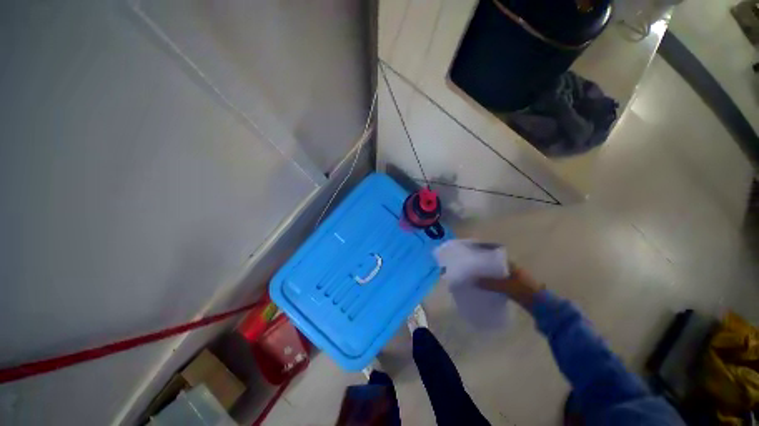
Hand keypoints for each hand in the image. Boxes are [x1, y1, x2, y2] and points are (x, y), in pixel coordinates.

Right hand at [477, 263, 544, 309]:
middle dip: (486, 269)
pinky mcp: (515, 289)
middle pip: (496, 268)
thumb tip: (474, 281)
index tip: (476, 260)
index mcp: (512, 265)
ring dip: (490, 278)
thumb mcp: (505, 286)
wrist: (541, 306)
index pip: (496, 259)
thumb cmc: (524, 290)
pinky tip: (487, 288)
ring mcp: (514, 279)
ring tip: (478, 279)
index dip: (486, 259)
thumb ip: (490, 283)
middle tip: (474, 271)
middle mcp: (513, 270)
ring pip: (498, 276)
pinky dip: (494, 285)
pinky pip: (501, 284)